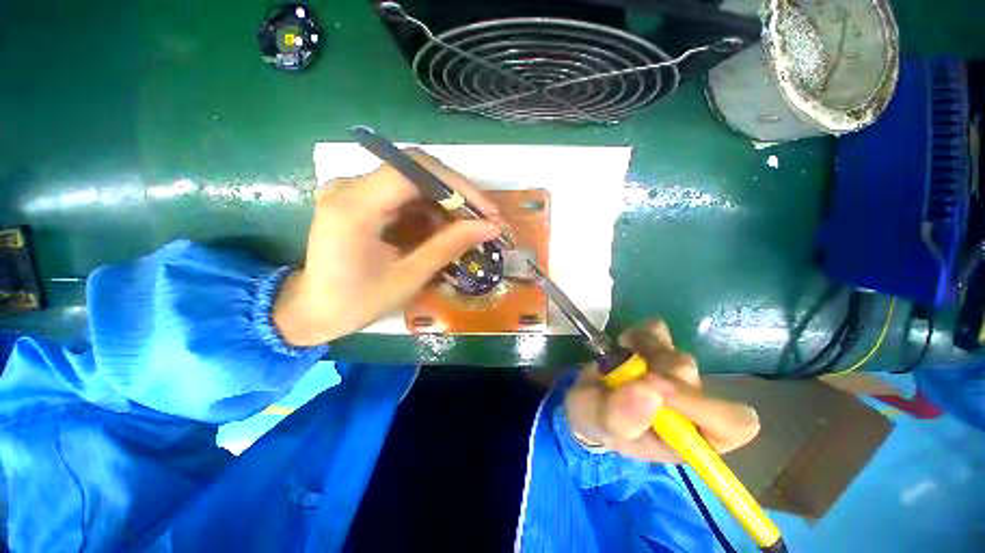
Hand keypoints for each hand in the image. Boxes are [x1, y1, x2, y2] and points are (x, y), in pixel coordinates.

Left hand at [274, 149, 503, 345]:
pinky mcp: (361, 198)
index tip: (487, 211)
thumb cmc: (357, 302)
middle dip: (457, 195)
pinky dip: (431, 211)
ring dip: (447, 204)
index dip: (457, 186)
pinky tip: (445, 230)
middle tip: (485, 220)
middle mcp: (350, 187)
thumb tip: (490, 228)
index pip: (414, 171)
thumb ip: (449, 246)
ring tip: (470, 229)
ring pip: (414, 182)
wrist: (313, 310)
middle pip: (416, 171)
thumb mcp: (409, 277)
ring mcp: (354, 190)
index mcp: (354, 207)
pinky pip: (405, 196)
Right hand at [564, 320, 759, 461]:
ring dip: (645, 353)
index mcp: (687, 436)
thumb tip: (650, 391)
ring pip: (677, 354)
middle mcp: (690, 404)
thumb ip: (621, 417)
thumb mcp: (600, 425)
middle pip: (695, 380)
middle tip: (626, 373)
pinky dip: (639, 333)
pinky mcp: (658, 347)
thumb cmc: (596, 420)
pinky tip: (626, 344)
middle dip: (656, 374)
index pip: (732, 425)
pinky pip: (658, 329)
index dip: (703, 406)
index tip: (657, 388)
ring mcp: (675, 372)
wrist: (585, 396)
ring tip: (621, 361)